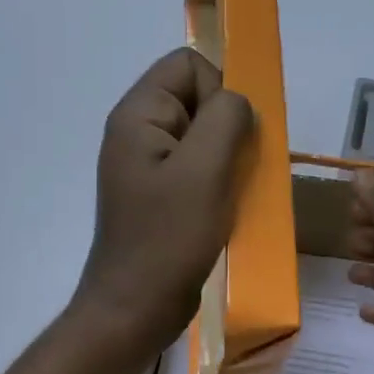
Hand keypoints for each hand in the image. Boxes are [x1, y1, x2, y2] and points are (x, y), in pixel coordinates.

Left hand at [73, 48, 253, 355]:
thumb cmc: (169, 239)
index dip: (218, 91)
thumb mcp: (205, 170)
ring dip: (226, 160)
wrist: (135, 308)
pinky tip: (222, 211)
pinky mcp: (159, 196)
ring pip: (202, 138)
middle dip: (226, 129)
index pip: (188, 64)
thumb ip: (226, 118)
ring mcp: (147, 167)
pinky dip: (217, 183)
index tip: (227, 139)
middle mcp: (137, 133)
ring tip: (228, 195)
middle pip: (196, 99)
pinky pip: (197, 170)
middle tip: (230, 172)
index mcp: (138, 115)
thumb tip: (238, 101)